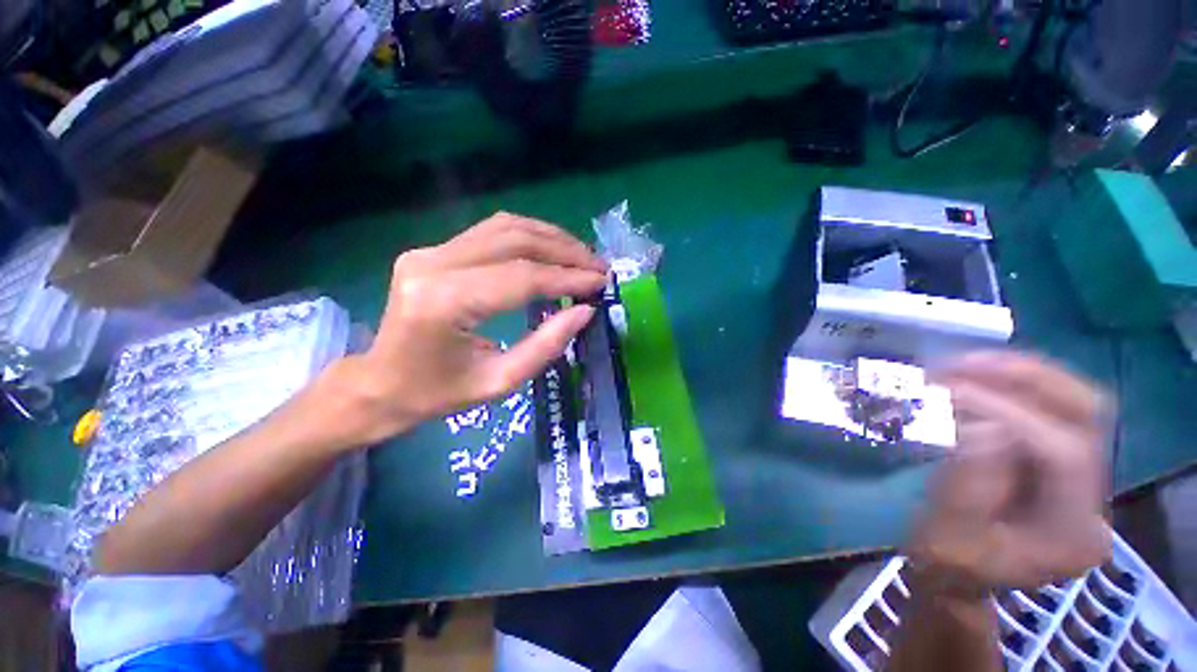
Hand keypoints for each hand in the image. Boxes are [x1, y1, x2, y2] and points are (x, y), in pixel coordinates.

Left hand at [325, 213, 606, 445]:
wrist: (379, 383)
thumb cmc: (438, 394)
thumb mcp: (499, 382)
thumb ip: (546, 345)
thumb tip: (585, 311)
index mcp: (445, 302)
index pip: (521, 277)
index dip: (567, 278)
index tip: (601, 283)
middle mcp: (433, 263)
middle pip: (515, 240)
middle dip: (566, 251)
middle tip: (598, 267)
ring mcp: (430, 250)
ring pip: (506, 227)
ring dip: (551, 238)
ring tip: (582, 257)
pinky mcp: (433, 249)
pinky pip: (492, 232)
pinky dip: (530, 236)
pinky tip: (552, 250)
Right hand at [908, 352, 1111, 595]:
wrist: (959, 576)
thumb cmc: (948, 563)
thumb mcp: (947, 536)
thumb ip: (969, 489)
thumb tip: (983, 427)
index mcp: (1071, 533)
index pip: (1063, 455)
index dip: (1009, 413)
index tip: (948, 390)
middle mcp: (1094, 500)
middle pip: (1087, 415)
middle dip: (1027, 379)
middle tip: (964, 363)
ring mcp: (1083, 477)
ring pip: (1075, 401)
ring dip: (1019, 374)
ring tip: (963, 363)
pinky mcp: (1061, 460)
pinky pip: (1051, 405)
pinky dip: (1014, 382)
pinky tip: (976, 376)